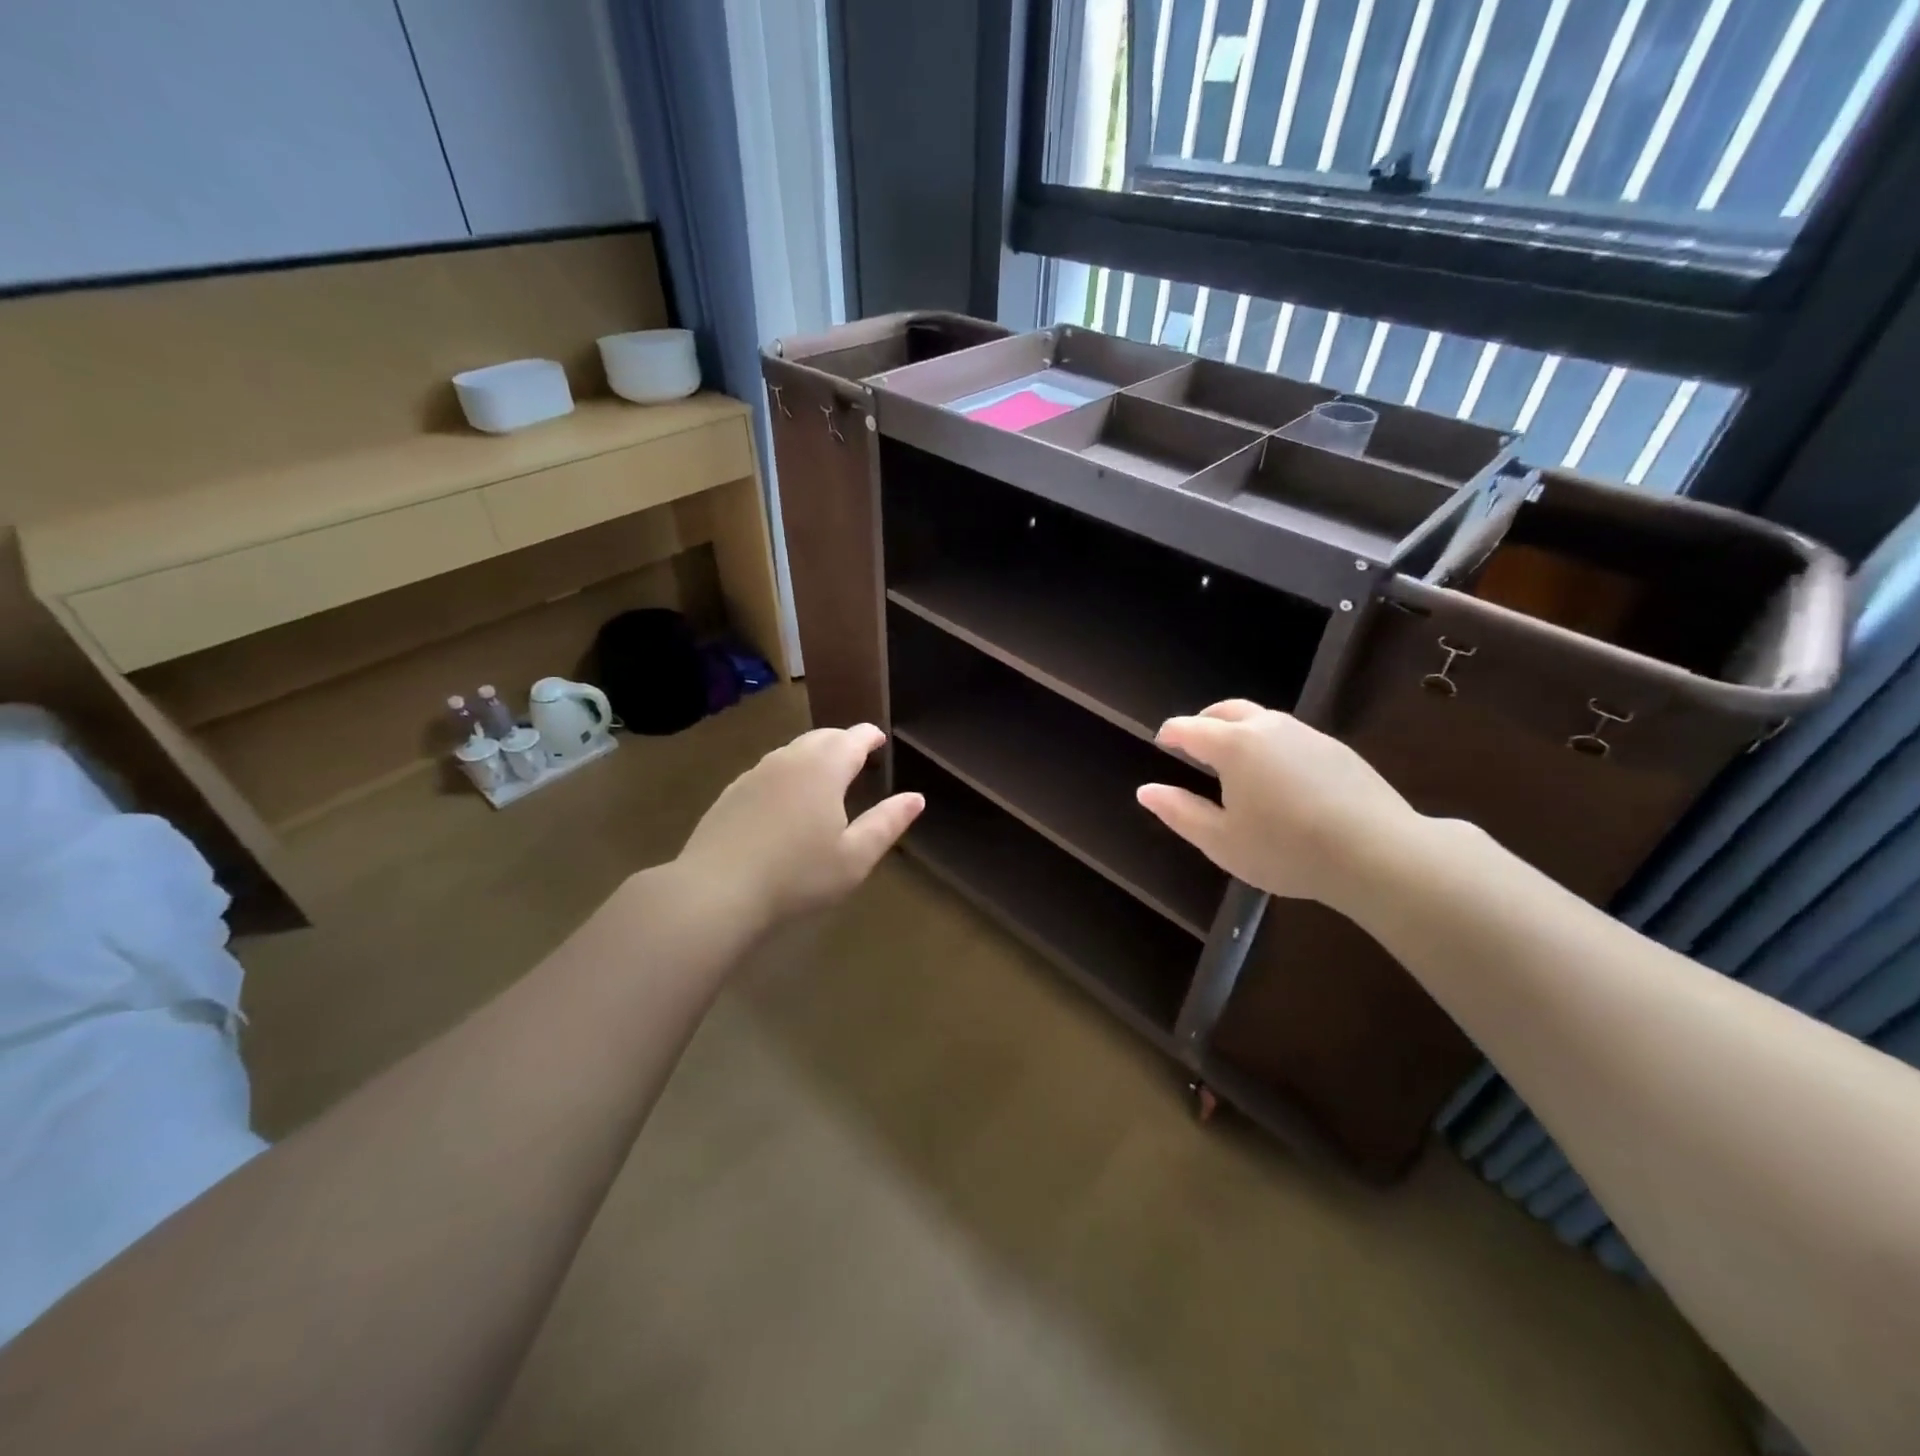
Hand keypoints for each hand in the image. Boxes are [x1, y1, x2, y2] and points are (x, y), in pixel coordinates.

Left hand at [674, 723, 922, 931]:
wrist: (716, 892)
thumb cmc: (797, 876)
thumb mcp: (854, 857)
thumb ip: (887, 823)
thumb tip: (916, 797)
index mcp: (824, 769)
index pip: (852, 738)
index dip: (869, 736)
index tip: (879, 739)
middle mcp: (789, 760)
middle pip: (821, 737)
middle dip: (842, 741)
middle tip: (856, 753)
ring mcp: (755, 774)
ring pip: (791, 751)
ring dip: (812, 754)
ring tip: (824, 772)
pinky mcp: (731, 793)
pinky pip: (767, 770)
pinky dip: (786, 772)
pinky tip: (784, 797)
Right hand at [1136, 700, 1418, 908]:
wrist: (1377, 853)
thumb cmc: (1286, 850)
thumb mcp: (1221, 841)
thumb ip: (1179, 812)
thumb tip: (1145, 790)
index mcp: (1233, 745)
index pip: (1189, 728)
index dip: (1171, 733)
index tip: (1161, 742)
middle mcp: (1268, 728)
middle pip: (1227, 710)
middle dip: (1204, 721)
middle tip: (1193, 742)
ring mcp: (1307, 735)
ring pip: (1263, 719)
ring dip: (1239, 730)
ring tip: (1234, 760)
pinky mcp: (1337, 750)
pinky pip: (1291, 736)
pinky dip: (1271, 744)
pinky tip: (1279, 777)